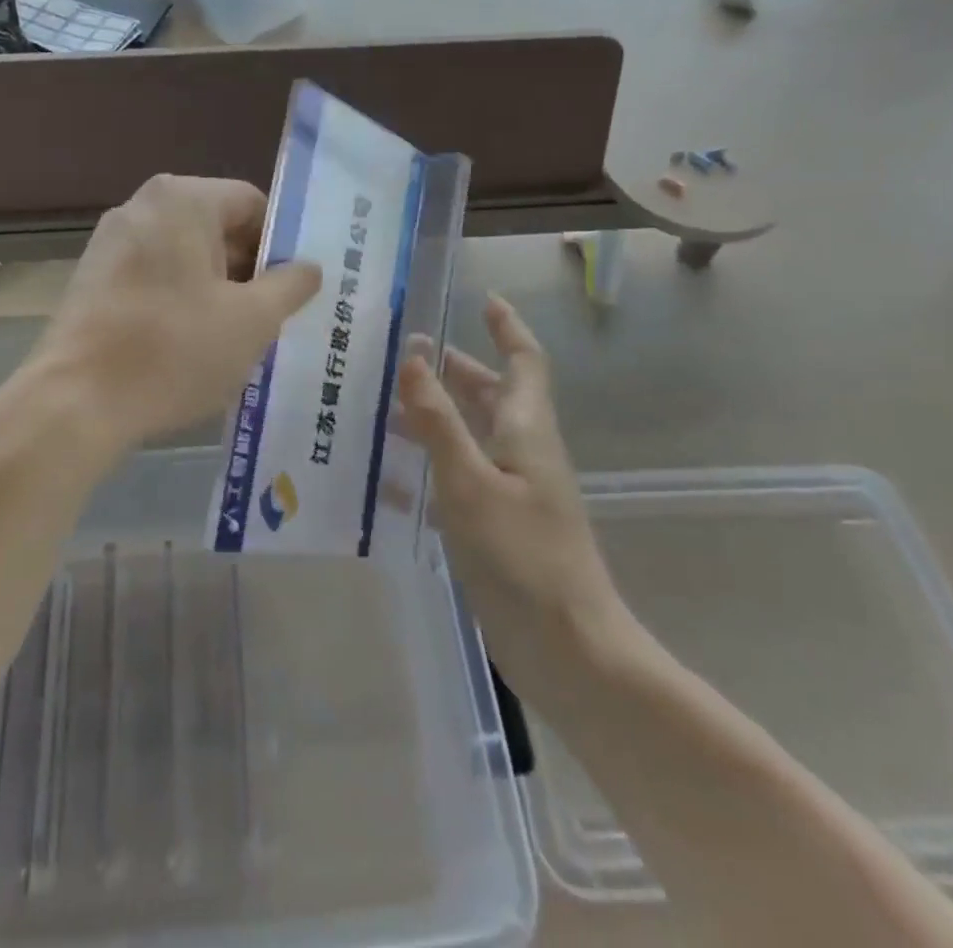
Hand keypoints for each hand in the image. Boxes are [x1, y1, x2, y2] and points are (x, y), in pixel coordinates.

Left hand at [32, 175, 320, 451]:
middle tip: (272, 318)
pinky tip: (189, 345)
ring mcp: (111, 241)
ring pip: (186, 256)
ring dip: (217, 290)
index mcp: (183, 199)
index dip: (281, 245)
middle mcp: (143, 206)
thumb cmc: (174, 350)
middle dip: (249, 271)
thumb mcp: (253, 320)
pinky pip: (154, 276)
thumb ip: (291, 284)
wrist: (76, 402)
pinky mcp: (93, 277)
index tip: (294, 290)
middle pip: (218, 228)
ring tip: (234, 338)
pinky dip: (180, 301)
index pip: (253, 204)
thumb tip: (308, 267)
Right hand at [398, 296, 638, 712]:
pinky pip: (461, 480)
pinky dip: (430, 469)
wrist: (569, 652)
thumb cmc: (522, 558)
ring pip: (472, 437)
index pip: (524, 361)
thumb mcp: (470, 483)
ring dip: (434, 418)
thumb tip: (414, 357)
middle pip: (492, 396)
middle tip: (405, 356)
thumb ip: (438, 421)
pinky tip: (388, 481)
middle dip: (455, 370)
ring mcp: (514, 492)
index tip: (485, 299)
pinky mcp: (499, 527)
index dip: (507, 327)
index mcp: (526, 430)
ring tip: (383, 410)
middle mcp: (523, 453)